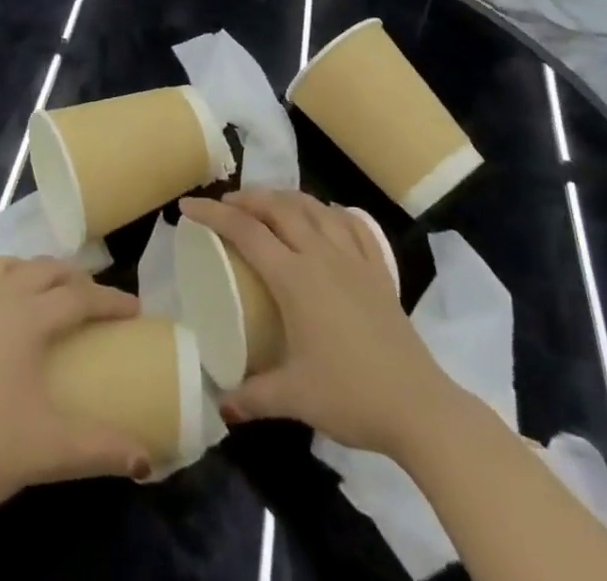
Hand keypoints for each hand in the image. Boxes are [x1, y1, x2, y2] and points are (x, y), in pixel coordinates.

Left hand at [0, 257, 149, 518]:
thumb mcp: (52, 448)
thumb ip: (103, 447)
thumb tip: (146, 459)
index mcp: (28, 317)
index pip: (79, 296)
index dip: (110, 300)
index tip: (136, 309)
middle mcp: (0, 298)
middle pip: (45, 269)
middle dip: (75, 278)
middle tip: (96, 299)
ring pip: (8, 265)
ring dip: (34, 271)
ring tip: (48, 293)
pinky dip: (4, 282)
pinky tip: (4, 315)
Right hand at [180, 189, 444, 454]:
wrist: (419, 407)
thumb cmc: (351, 396)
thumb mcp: (294, 398)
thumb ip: (253, 396)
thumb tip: (220, 404)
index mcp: (295, 277)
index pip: (245, 231)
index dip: (212, 214)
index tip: (187, 207)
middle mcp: (321, 255)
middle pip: (279, 207)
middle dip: (248, 198)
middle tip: (227, 204)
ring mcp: (354, 258)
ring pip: (314, 207)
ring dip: (286, 198)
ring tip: (269, 205)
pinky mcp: (379, 271)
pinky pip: (353, 225)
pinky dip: (333, 212)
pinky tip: (326, 216)